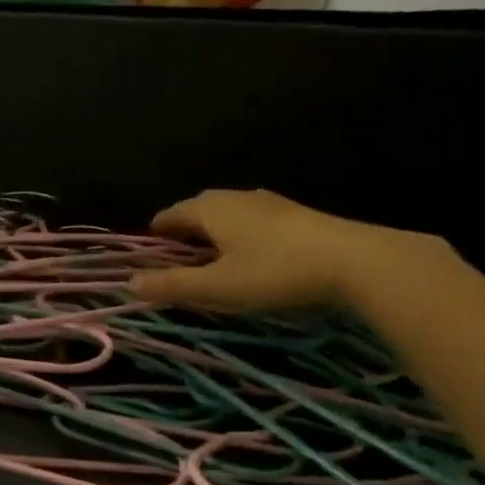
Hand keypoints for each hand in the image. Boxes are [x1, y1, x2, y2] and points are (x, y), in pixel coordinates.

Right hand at [131, 188, 421, 312]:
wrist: (355, 262)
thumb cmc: (275, 272)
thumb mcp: (217, 287)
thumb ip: (172, 285)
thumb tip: (129, 283)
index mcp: (212, 209)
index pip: (172, 214)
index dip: (156, 232)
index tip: (147, 250)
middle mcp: (237, 197)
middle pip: (200, 209)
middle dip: (184, 230)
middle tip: (176, 257)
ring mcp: (270, 203)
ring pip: (229, 213)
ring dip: (214, 232)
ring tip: (211, 257)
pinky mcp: (296, 215)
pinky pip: (253, 220)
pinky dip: (240, 234)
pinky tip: (252, 254)